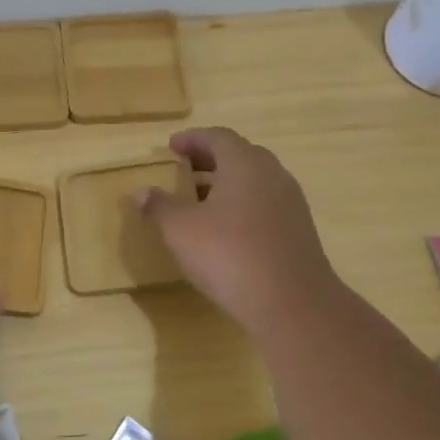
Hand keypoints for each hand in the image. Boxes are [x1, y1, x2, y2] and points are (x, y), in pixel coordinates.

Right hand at [137, 127, 339, 332]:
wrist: (291, 303)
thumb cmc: (229, 255)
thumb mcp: (180, 230)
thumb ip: (159, 207)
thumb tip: (141, 192)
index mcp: (245, 164)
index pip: (218, 136)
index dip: (192, 139)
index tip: (171, 147)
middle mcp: (272, 174)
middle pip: (239, 154)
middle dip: (209, 158)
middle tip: (183, 168)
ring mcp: (290, 203)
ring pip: (254, 180)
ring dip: (226, 182)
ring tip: (199, 199)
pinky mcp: (298, 230)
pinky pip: (265, 203)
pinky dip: (241, 204)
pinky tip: (225, 228)